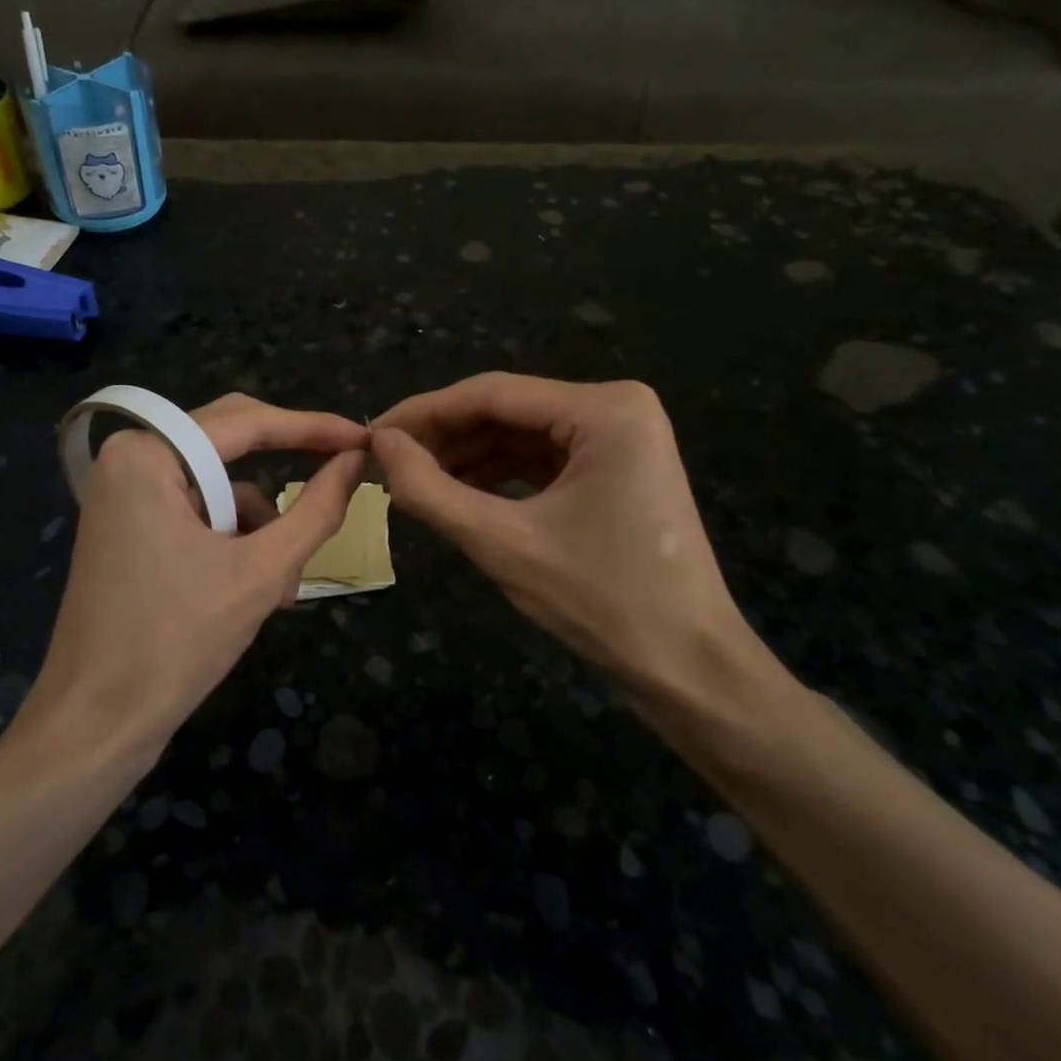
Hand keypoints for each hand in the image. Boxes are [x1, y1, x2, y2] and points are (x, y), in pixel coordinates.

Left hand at [28, 394, 367, 752]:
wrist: (95, 724)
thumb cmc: (177, 642)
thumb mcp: (262, 572)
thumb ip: (316, 510)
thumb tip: (356, 461)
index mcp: (147, 455)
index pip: (246, 422)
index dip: (313, 427)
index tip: (364, 437)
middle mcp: (130, 460)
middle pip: (230, 445)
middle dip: (285, 475)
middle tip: (343, 475)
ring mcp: (125, 494)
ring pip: (219, 488)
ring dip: (260, 529)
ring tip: (283, 586)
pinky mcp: (129, 526)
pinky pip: (198, 513)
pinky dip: (234, 543)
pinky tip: (255, 592)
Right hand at [372, 373, 773, 718]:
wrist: (688, 667)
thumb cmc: (601, 602)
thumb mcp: (502, 542)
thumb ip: (429, 489)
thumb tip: (380, 445)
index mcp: (604, 409)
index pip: (491, 393)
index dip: (423, 413)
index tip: (371, 436)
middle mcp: (616, 407)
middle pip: (506, 410)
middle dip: (444, 437)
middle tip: (386, 465)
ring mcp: (620, 437)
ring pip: (519, 434)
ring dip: (466, 457)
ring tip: (412, 483)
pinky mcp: (614, 468)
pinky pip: (540, 458)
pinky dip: (497, 475)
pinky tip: (456, 493)